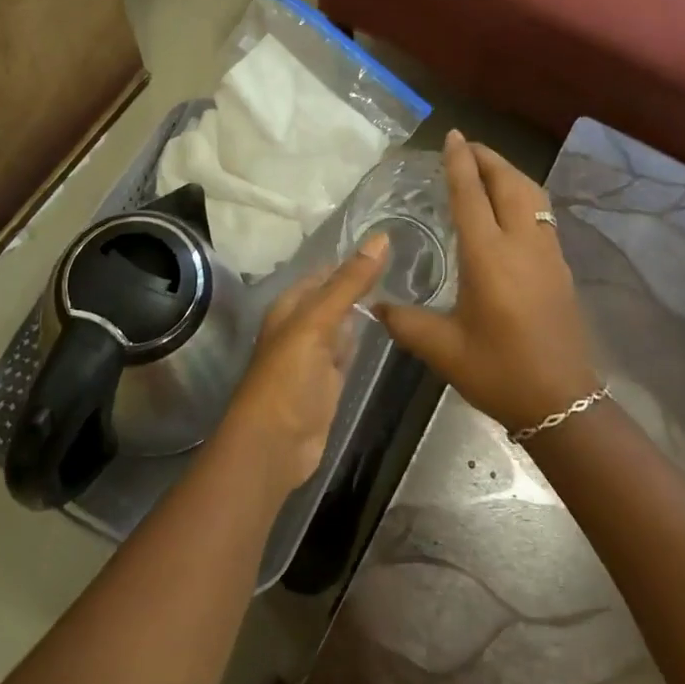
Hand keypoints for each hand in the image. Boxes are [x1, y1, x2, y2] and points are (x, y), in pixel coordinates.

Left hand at [219, 234, 386, 494]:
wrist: (274, 445)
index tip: (393, 243)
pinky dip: (364, 339)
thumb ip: (349, 283)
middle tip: (410, 263)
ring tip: (407, 288)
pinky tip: (388, 329)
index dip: (353, 259)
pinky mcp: (330, 381)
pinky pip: (349, 351)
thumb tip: (381, 238)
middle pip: (336, 297)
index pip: (326, 273)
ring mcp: (316, 355)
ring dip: (366, 310)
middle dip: (363, 282)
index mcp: (291, 306)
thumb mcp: (317, 323)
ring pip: (344, 323)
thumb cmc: (288, 377)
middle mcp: (302, 325)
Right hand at [378, 130, 600, 433]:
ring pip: (532, 195)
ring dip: (509, 173)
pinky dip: (524, 195)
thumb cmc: (498, 372)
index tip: (452, 135)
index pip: (471, 195)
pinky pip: (542, 213)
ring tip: (488, 168)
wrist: (562, 402)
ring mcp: (547, 253)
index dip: (460, 162)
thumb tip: (374, 305)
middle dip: (488, 158)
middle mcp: (520, 245)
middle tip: (466, 146)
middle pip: (508, 183)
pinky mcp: (560, 267)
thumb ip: (405, 322)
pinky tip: (511, 207)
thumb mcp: (443, 349)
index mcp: (488, 257)